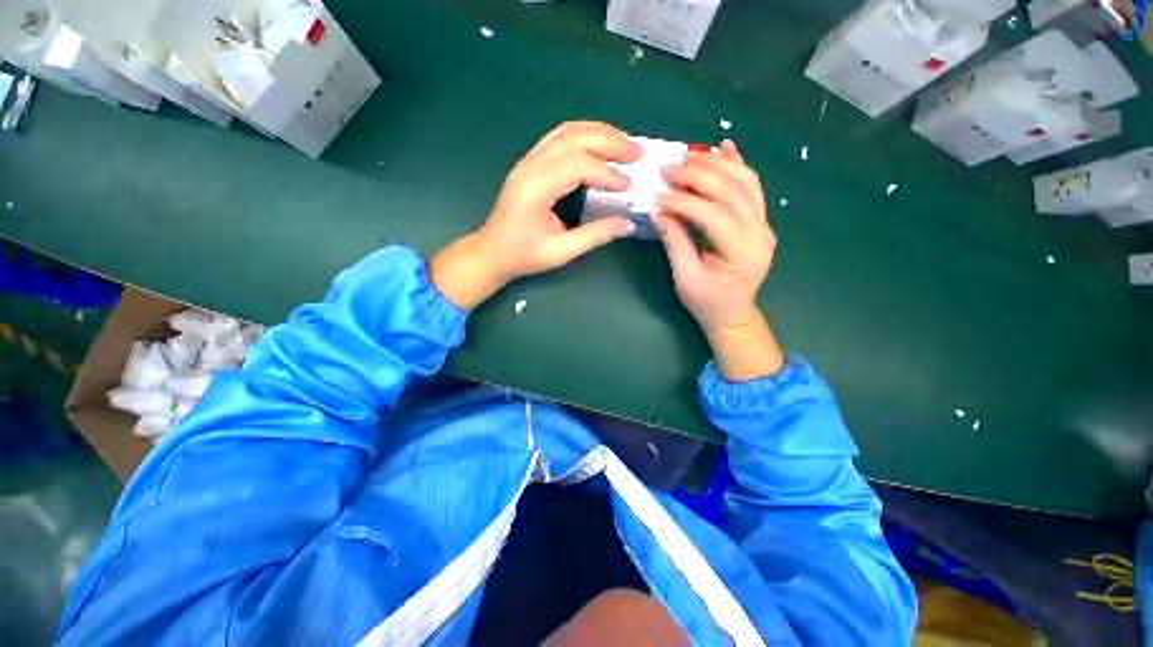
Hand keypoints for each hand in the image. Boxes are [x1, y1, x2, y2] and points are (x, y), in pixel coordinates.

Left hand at [431, 122, 640, 308]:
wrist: (491, 252)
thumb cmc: (524, 255)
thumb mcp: (561, 251)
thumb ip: (595, 235)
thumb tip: (628, 223)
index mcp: (536, 189)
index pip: (578, 165)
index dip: (607, 173)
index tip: (628, 186)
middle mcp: (530, 167)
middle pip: (574, 139)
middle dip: (610, 142)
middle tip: (638, 152)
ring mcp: (527, 161)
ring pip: (566, 132)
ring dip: (598, 132)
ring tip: (624, 141)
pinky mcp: (529, 163)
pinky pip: (558, 138)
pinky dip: (583, 135)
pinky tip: (599, 142)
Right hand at [652, 140, 784, 379]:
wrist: (733, 312)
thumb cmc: (707, 302)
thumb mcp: (685, 278)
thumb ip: (675, 242)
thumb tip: (658, 210)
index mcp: (742, 252)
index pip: (713, 215)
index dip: (684, 202)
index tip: (658, 195)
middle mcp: (760, 232)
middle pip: (731, 191)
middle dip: (698, 176)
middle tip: (668, 170)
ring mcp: (764, 224)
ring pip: (745, 181)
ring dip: (716, 164)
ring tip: (688, 155)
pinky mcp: (759, 220)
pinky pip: (751, 187)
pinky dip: (737, 164)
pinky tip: (724, 146)